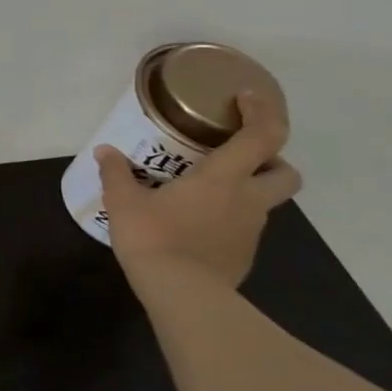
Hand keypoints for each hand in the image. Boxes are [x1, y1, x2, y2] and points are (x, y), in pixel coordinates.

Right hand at [97, 90, 301, 289]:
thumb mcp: (123, 201)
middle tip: (236, 156)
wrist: (181, 293)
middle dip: (272, 160)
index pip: (262, 136)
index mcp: (223, 178)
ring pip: (265, 201)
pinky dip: (227, 219)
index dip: (262, 112)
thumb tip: (105, 151)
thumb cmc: (154, 236)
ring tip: (203, 192)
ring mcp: (251, 230)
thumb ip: (116, 173)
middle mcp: (247, 200)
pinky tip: (194, 224)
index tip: (248, 97)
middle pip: (286, 172)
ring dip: (245, 190)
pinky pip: (243, 227)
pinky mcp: (244, 254)